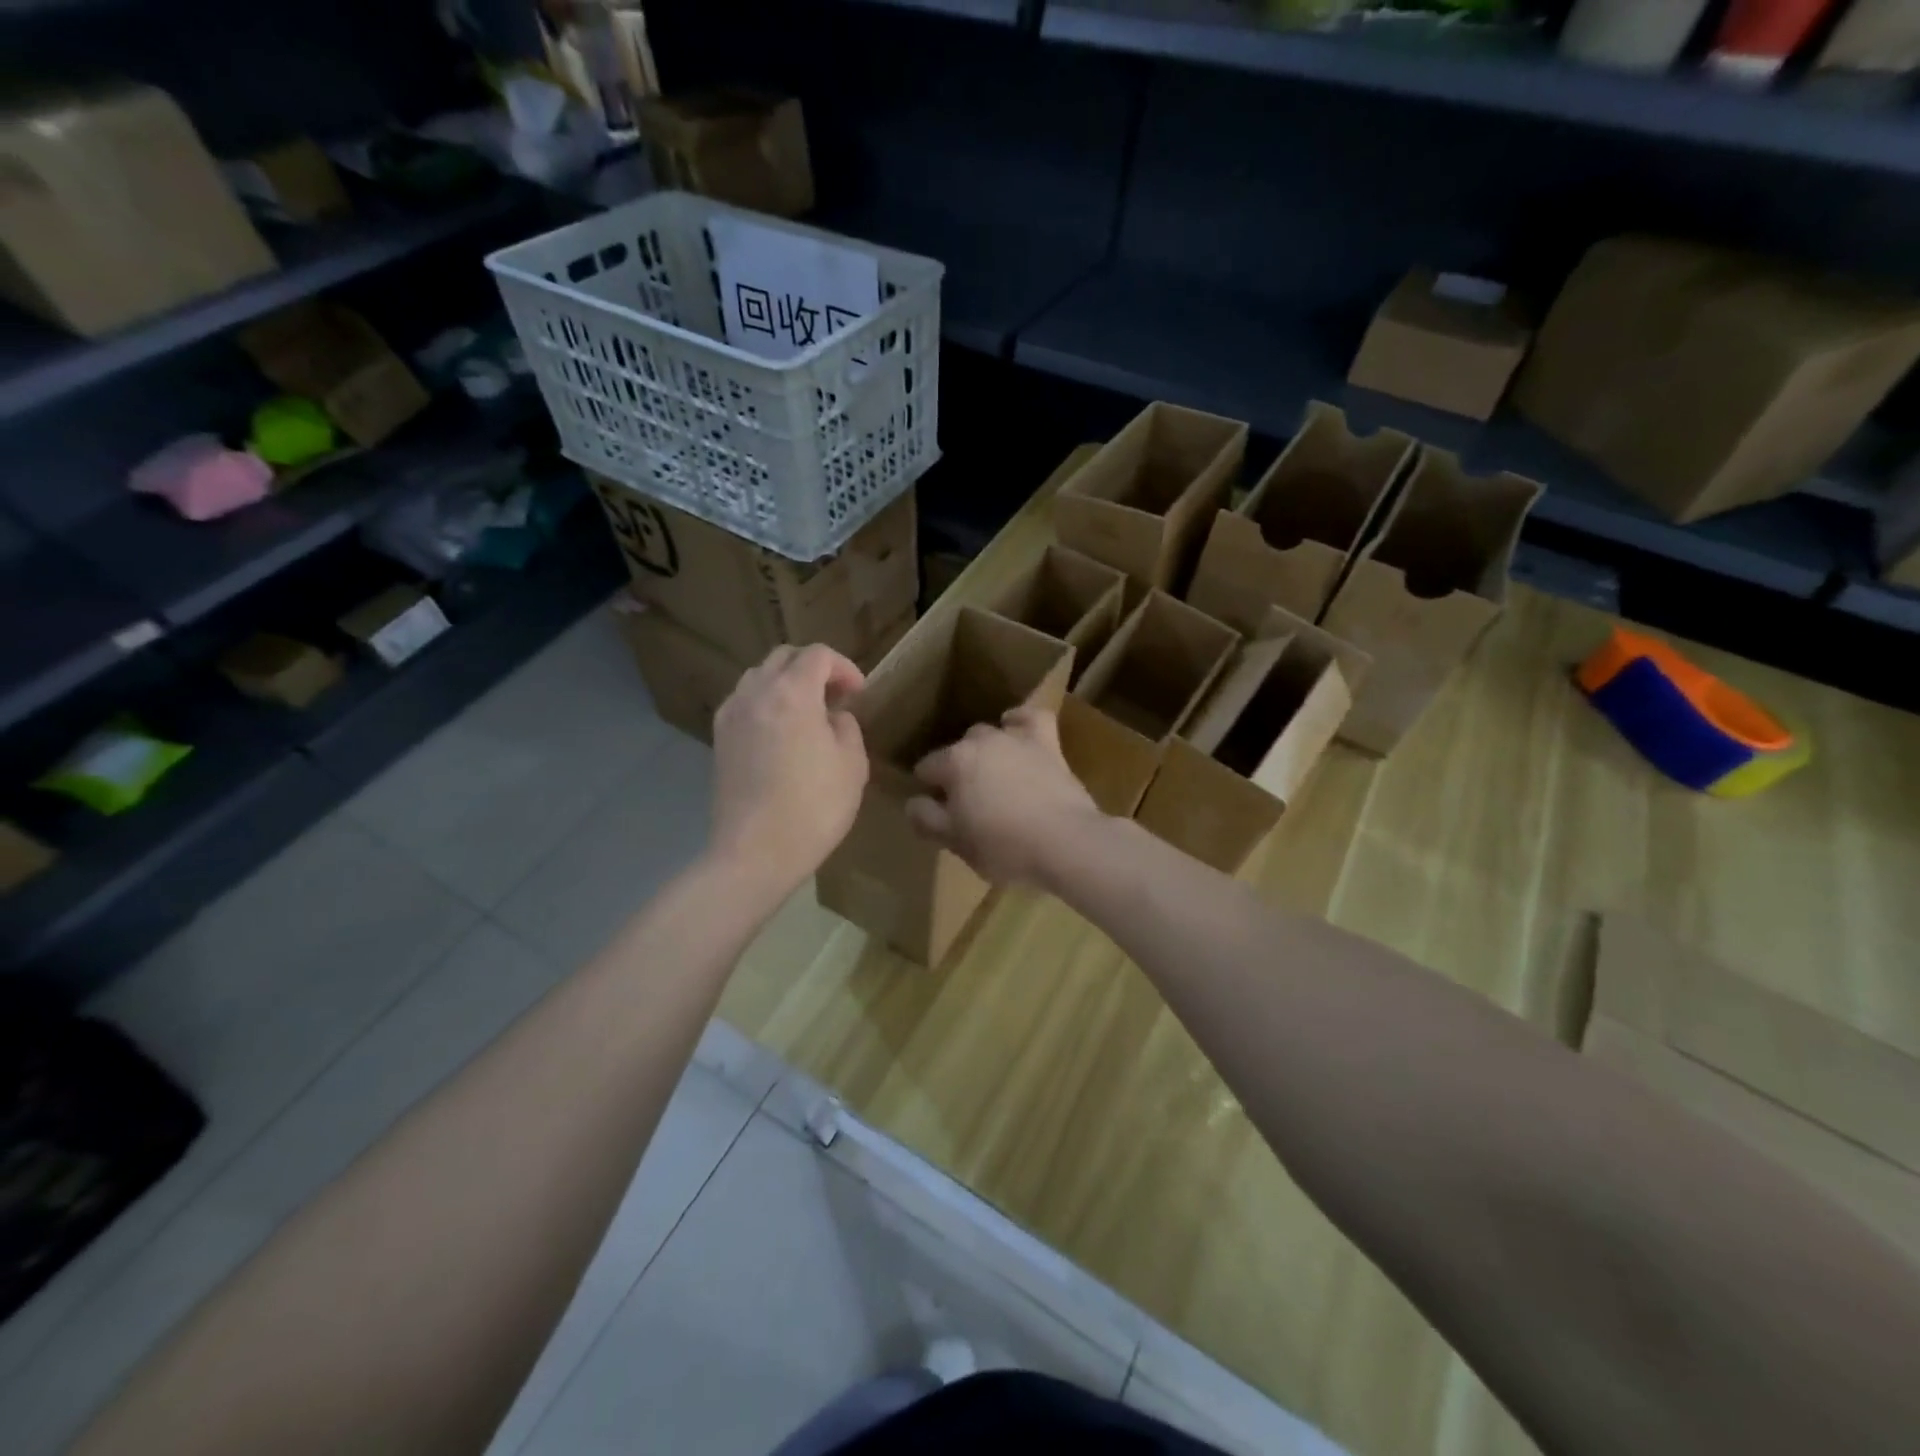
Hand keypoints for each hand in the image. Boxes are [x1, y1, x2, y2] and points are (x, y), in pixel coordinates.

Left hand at [710, 645, 868, 897]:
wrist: (755, 853)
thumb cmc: (814, 808)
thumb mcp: (852, 765)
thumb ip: (846, 727)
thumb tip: (833, 717)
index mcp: (792, 693)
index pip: (818, 655)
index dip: (844, 667)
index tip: (858, 694)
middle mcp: (756, 693)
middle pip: (783, 657)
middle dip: (813, 668)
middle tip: (835, 698)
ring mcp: (731, 715)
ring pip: (759, 677)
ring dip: (786, 684)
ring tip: (807, 714)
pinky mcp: (718, 740)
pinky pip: (744, 703)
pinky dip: (765, 704)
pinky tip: (780, 734)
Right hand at [906, 705, 1104, 886]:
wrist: (1065, 842)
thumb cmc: (1004, 847)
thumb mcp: (956, 842)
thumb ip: (927, 819)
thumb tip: (913, 803)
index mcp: (954, 763)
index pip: (926, 768)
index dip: (928, 790)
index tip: (938, 812)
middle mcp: (981, 741)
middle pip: (958, 750)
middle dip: (957, 770)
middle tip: (968, 802)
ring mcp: (1016, 738)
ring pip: (989, 733)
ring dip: (985, 750)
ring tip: (992, 776)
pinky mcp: (1048, 743)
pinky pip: (1031, 717)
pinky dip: (1021, 721)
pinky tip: (1016, 728)